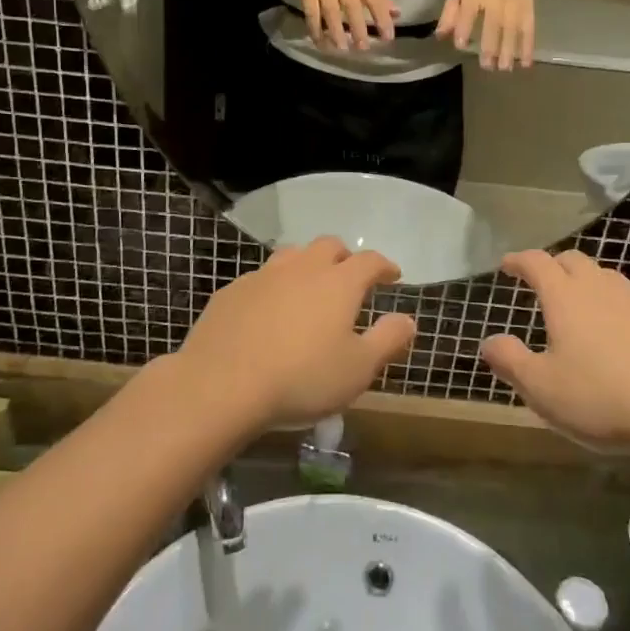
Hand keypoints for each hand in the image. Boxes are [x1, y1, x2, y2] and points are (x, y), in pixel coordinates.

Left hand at [178, 237, 416, 429]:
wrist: (221, 384)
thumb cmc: (301, 378)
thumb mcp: (358, 369)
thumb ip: (387, 340)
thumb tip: (408, 319)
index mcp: (338, 283)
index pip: (369, 261)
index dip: (384, 266)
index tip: (392, 275)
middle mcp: (302, 268)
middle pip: (328, 246)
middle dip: (345, 257)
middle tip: (350, 277)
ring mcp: (263, 276)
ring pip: (292, 255)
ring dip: (308, 265)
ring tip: (310, 288)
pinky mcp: (232, 291)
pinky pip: (261, 278)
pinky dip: (275, 286)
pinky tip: (270, 310)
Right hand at [295, 0, 397, 50]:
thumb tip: (397, 15)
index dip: (383, 18)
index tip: (388, 38)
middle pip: (352, 7)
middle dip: (358, 28)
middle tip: (363, 48)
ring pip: (330, 12)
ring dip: (336, 31)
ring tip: (342, 49)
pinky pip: (311, 13)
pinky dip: (315, 29)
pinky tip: (320, 43)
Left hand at [436, 0, 535, 68]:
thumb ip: (449, 15)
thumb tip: (440, 36)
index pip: (468, 12)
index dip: (464, 28)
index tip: (461, 44)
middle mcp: (495, 1)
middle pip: (493, 24)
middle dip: (491, 46)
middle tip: (487, 66)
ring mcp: (513, 7)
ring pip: (512, 30)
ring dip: (510, 51)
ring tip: (504, 69)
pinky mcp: (528, 11)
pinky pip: (529, 30)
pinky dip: (529, 47)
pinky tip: (526, 63)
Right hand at [479, 250, 629, 460]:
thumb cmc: (602, 399)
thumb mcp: (541, 389)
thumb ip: (510, 361)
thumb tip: (489, 341)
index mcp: (566, 298)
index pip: (537, 262)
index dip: (519, 261)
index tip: (508, 265)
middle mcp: (603, 289)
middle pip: (574, 261)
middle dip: (555, 266)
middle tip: (544, 284)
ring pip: (610, 280)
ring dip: (591, 286)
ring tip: (584, 310)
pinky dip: (624, 313)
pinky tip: (628, 341)